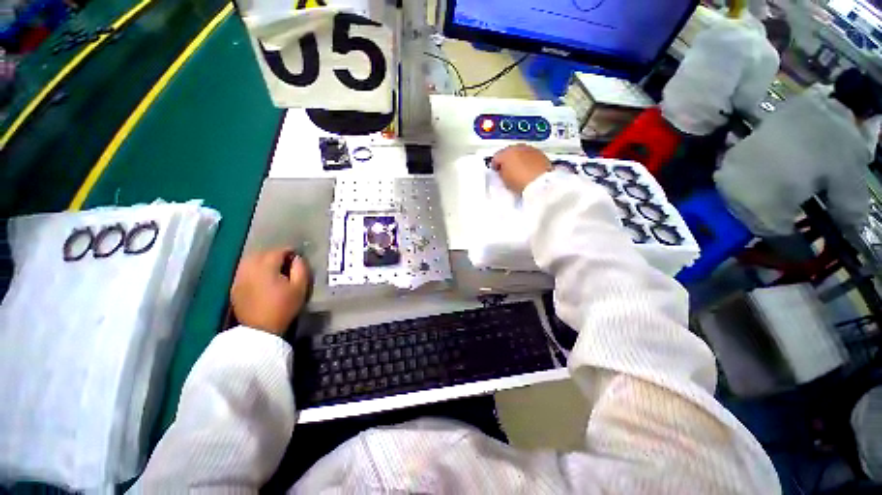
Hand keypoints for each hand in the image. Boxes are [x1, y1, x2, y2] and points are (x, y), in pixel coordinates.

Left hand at [231, 249, 309, 335]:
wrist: (260, 329)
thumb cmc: (284, 307)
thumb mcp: (300, 288)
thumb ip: (300, 269)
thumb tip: (297, 258)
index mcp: (266, 267)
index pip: (277, 251)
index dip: (289, 251)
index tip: (296, 256)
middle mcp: (249, 269)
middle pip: (262, 253)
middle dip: (275, 255)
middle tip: (286, 262)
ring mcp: (239, 277)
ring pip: (250, 260)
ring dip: (262, 260)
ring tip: (273, 268)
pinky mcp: (235, 286)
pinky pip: (244, 270)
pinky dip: (253, 269)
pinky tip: (261, 277)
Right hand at [490, 144, 552, 193]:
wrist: (540, 183)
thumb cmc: (520, 181)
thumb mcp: (504, 180)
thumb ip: (501, 172)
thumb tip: (503, 170)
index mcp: (506, 153)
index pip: (496, 157)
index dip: (495, 165)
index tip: (496, 170)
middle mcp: (518, 147)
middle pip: (508, 152)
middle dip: (507, 160)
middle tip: (507, 170)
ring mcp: (530, 149)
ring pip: (520, 152)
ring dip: (518, 159)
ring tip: (519, 170)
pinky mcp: (540, 153)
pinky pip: (530, 155)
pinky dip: (528, 160)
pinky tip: (528, 169)